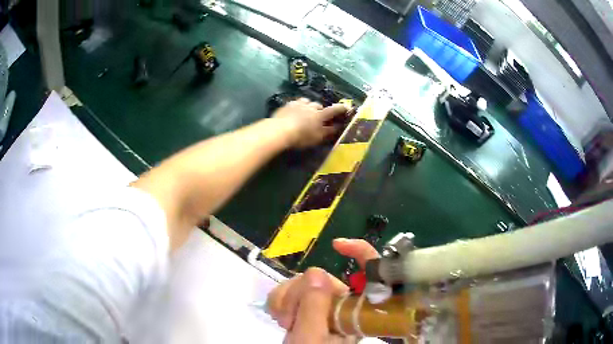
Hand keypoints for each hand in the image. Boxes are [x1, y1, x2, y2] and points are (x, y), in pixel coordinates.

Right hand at [266, 239, 379, 343]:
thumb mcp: (310, 339)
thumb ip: (314, 309)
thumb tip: (318, 273)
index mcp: (357, 312)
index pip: (372, 273)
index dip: (361, 251)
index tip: (337, 246)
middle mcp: (343, 305)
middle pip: (322, 277)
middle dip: (299, 293)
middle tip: (289, 318)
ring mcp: (324, 306)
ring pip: (303, 282)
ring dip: (286, 299)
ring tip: (284, 321)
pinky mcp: (308, 307)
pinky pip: (291, 290)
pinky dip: (281, 300)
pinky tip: (280, 317)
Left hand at [273, 98, 348, 147]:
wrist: (280, 130)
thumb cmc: (301, 137)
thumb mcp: (317, 137)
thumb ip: (328, 131)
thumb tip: (338, 126)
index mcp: (320, 115)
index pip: (334, 110)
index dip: (341, 108)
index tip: (347, 106)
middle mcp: (311, 107)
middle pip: (319, 105)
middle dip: (320, 109)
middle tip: (318, 116)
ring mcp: (299, 104)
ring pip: (307, 102)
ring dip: (309, 106)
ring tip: (306, 112)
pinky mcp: (288, 104)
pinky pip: (296, 102)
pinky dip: (298, 105)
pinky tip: (295, 111)